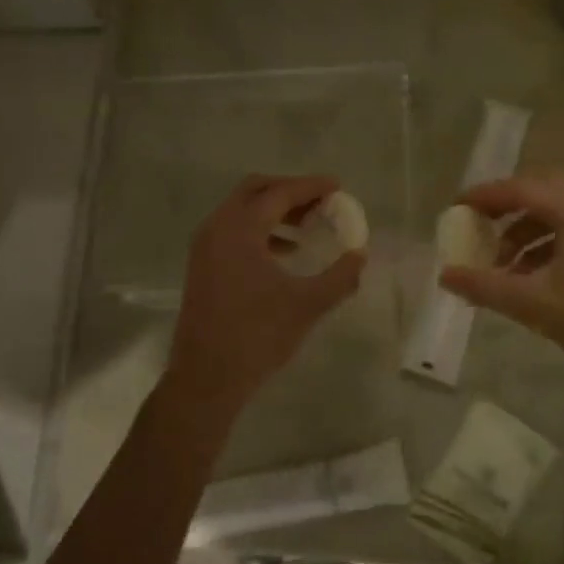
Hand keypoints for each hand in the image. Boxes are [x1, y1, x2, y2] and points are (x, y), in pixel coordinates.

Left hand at [168, 174, 364, 405]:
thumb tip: (361, 255)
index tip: (337, 186)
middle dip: (290, 191)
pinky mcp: (202, 264)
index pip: (280, 193)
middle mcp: (218, 227)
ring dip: (274, 210)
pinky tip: (285, 252)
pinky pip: (233, 229)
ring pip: (242, 210)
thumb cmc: (257, 336)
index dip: (310, 187)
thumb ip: (340, 276)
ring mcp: (205, 246)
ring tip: (308, 227)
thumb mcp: (307, 305)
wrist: (206, 377)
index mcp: (240, 229)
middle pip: (256, 190)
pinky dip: (260, 229)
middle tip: (321, 202)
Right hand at [439, 171, 563, 388]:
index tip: (456, 207)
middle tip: (478, 226)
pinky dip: (545, 244)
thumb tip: (445, 275)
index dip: (485, 196)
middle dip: (505, 208)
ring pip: (557, 212)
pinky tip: (529, 276)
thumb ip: (484, 286)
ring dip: (524, 231)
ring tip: (501, 265)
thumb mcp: (532, 305)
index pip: (521, 189)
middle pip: (540, 192)